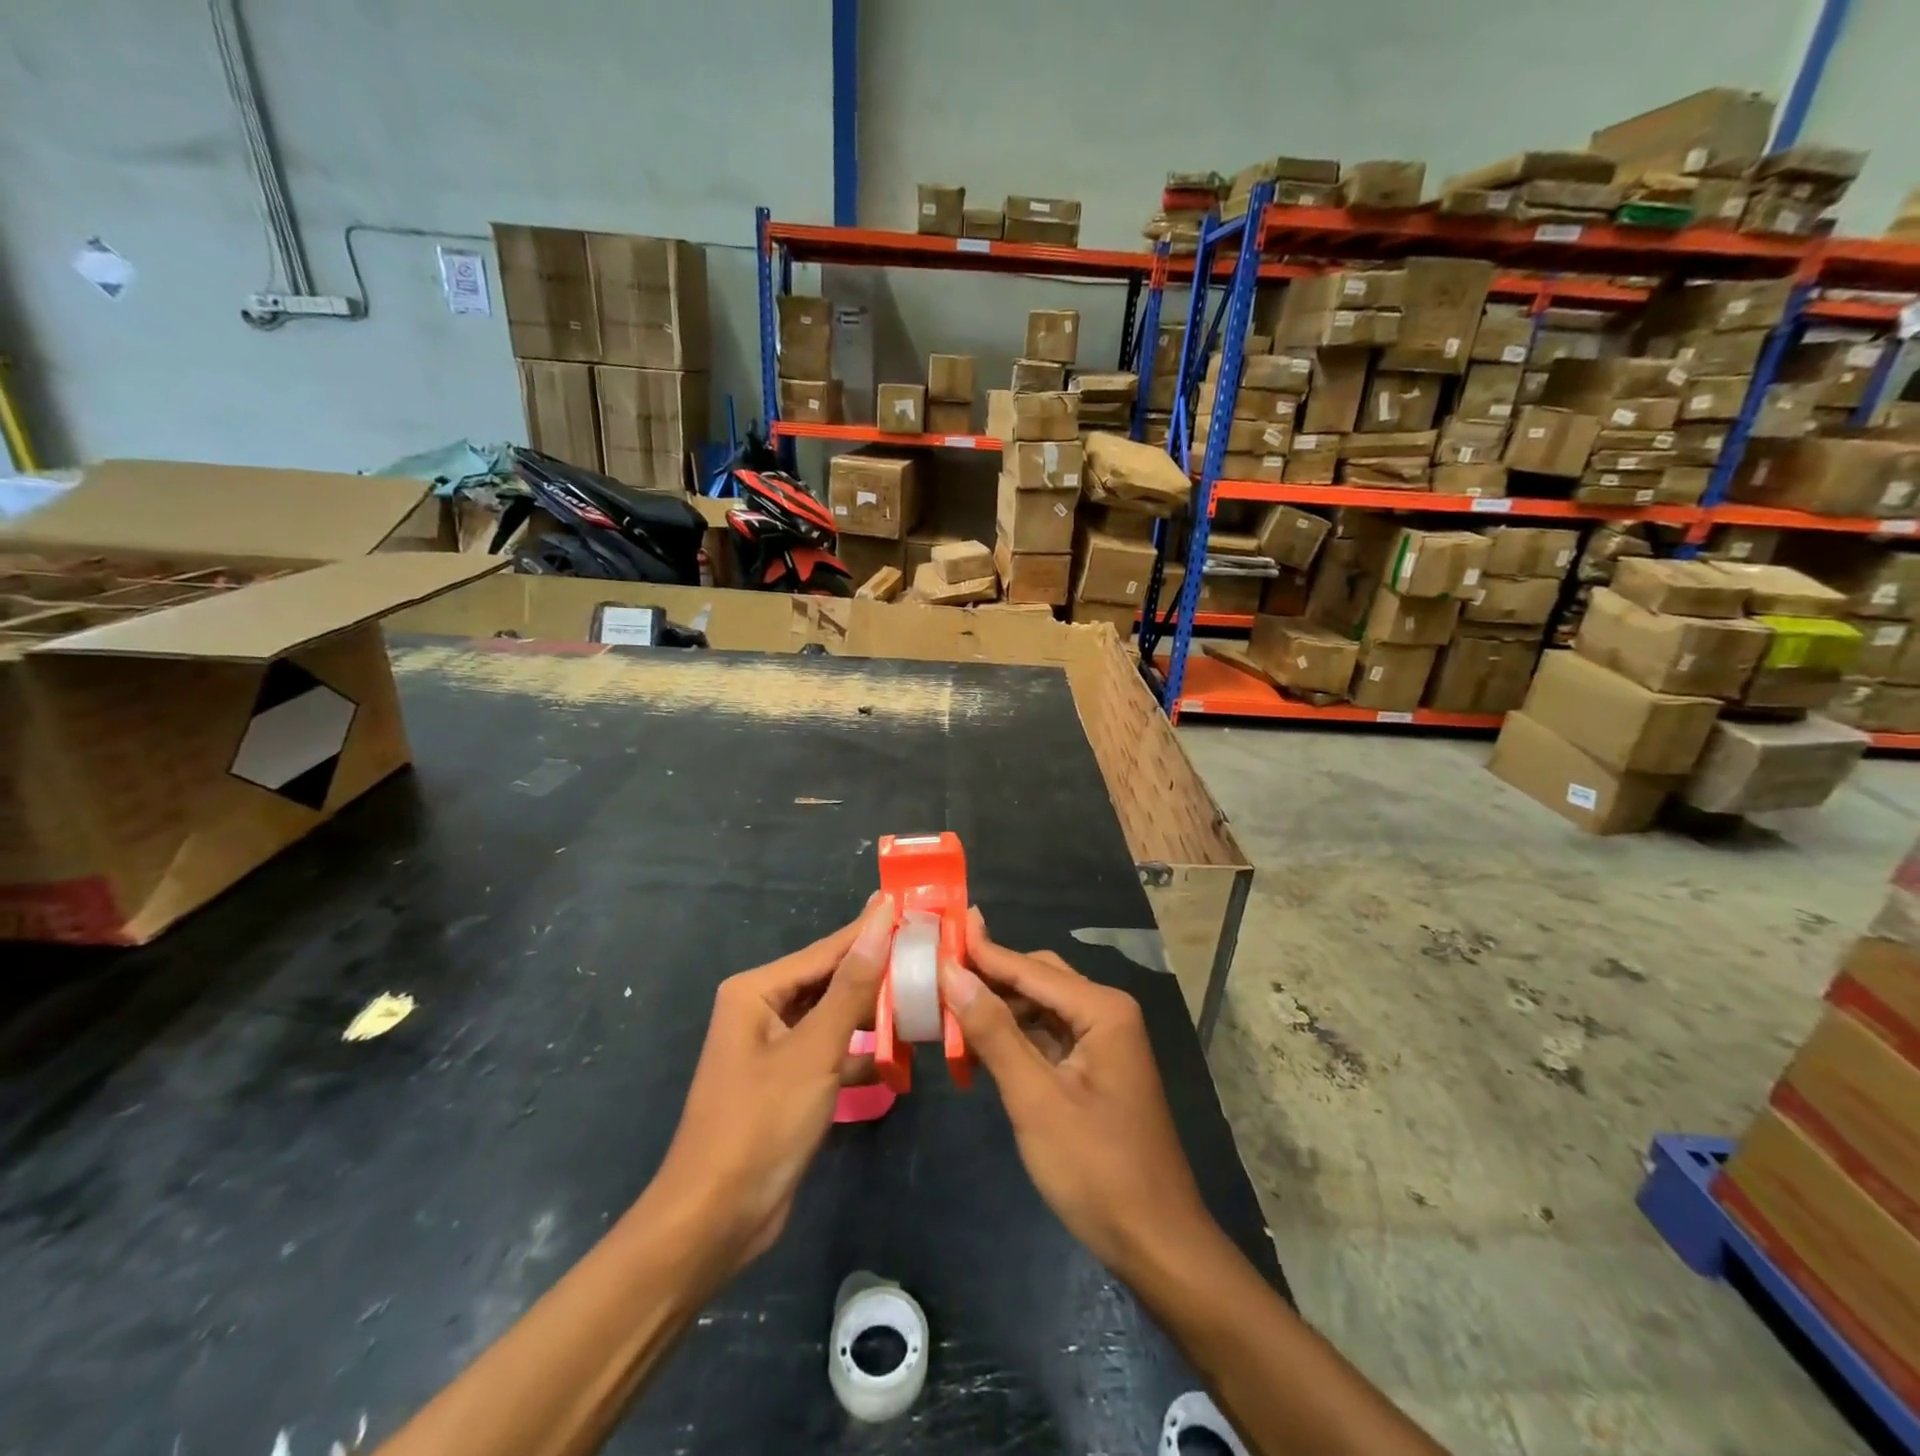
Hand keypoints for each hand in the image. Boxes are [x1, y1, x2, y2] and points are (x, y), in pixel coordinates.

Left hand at [650, 893, 894, 1277]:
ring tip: (925, 995)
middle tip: (930, 950)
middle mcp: (763, 1009)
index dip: (872, 928)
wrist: (714, 1221)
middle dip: (878, 970)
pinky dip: (860, 1052)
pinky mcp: (788, 1082)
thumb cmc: (761, 1123)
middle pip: (832, 980)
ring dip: (874, 1013)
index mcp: (757, 990)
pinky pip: (831, 1051)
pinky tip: (899, 1054)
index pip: (828, 949)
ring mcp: (775, 1048)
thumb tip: (881, 922)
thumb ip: (852, 986)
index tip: (914, 904)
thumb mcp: (814, 1050)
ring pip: (835, 1016)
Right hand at [938, 908, 1211, 1275]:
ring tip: (945, 1008)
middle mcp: (1106, 1013)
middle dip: (988, 978)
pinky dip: (1013, 1038)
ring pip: (1039, 1008)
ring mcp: (1102, 1042)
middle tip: (934, 973)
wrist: (1156, 1243)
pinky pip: (1047, 1037)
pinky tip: (978, 1046)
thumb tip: (952, 973)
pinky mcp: (1094, 1070)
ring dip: (997, 1010)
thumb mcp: (1035, 1099)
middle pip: (1037, 979)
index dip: (980, 952)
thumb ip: (994, 1032)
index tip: (936, 931)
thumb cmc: (1096, 1169)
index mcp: (1102, 1009)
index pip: (1029, 968)